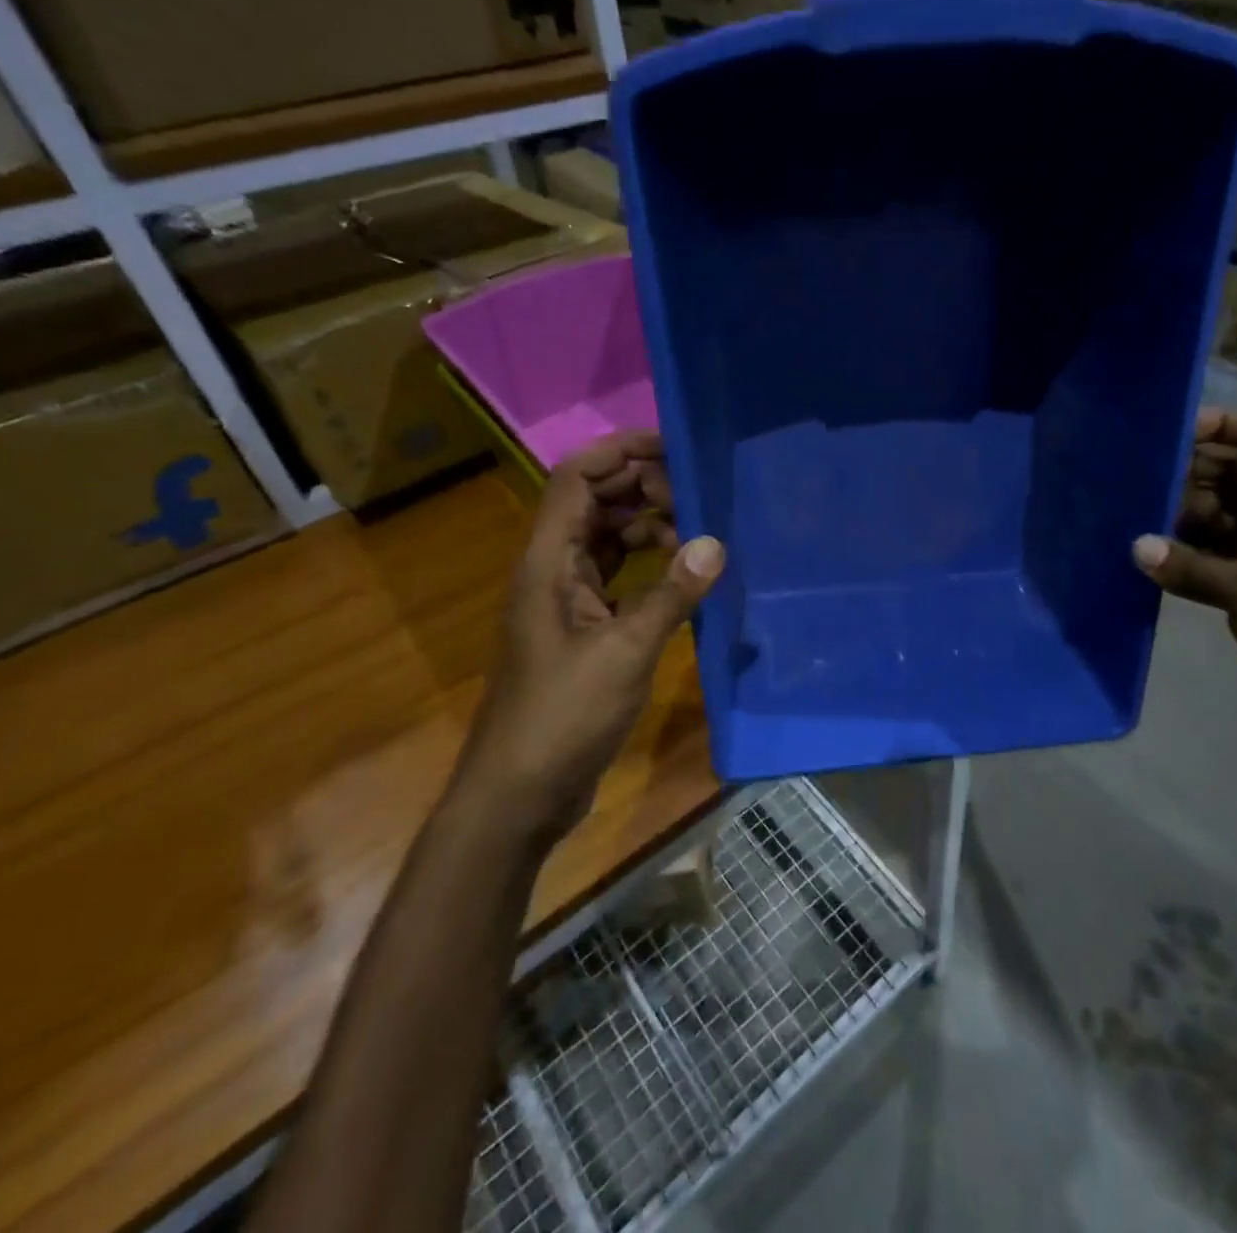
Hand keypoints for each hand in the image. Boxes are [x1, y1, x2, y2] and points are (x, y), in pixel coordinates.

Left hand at [464, 430, 723, 833]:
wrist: (521, 792)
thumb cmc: (563, 716)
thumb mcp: (625, 652)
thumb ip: (671, 595)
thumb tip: (715, 543)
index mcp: (548, 562)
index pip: (576, 479)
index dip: (618, 452)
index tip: (672, 445)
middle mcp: (553, 570)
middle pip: (594, 503)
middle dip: (642, 487)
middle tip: (698, 491)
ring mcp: (567, 601)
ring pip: (607, 540)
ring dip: (648, 527)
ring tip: (698, 532)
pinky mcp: (584, 629)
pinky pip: (618, 577)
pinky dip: (649, 567)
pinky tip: (684, 576)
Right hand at [1132, 409, 1236, 774]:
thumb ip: (1193, 566)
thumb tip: (1136, 547)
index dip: (1225, 425)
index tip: (1172, 435)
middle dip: (1191, 471)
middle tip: (1136, 478)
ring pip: (1220, 516)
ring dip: (1181, 514)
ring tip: (1130, 515)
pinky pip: (1214, 557)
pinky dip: (1185, 554)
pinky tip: (1148, 558)